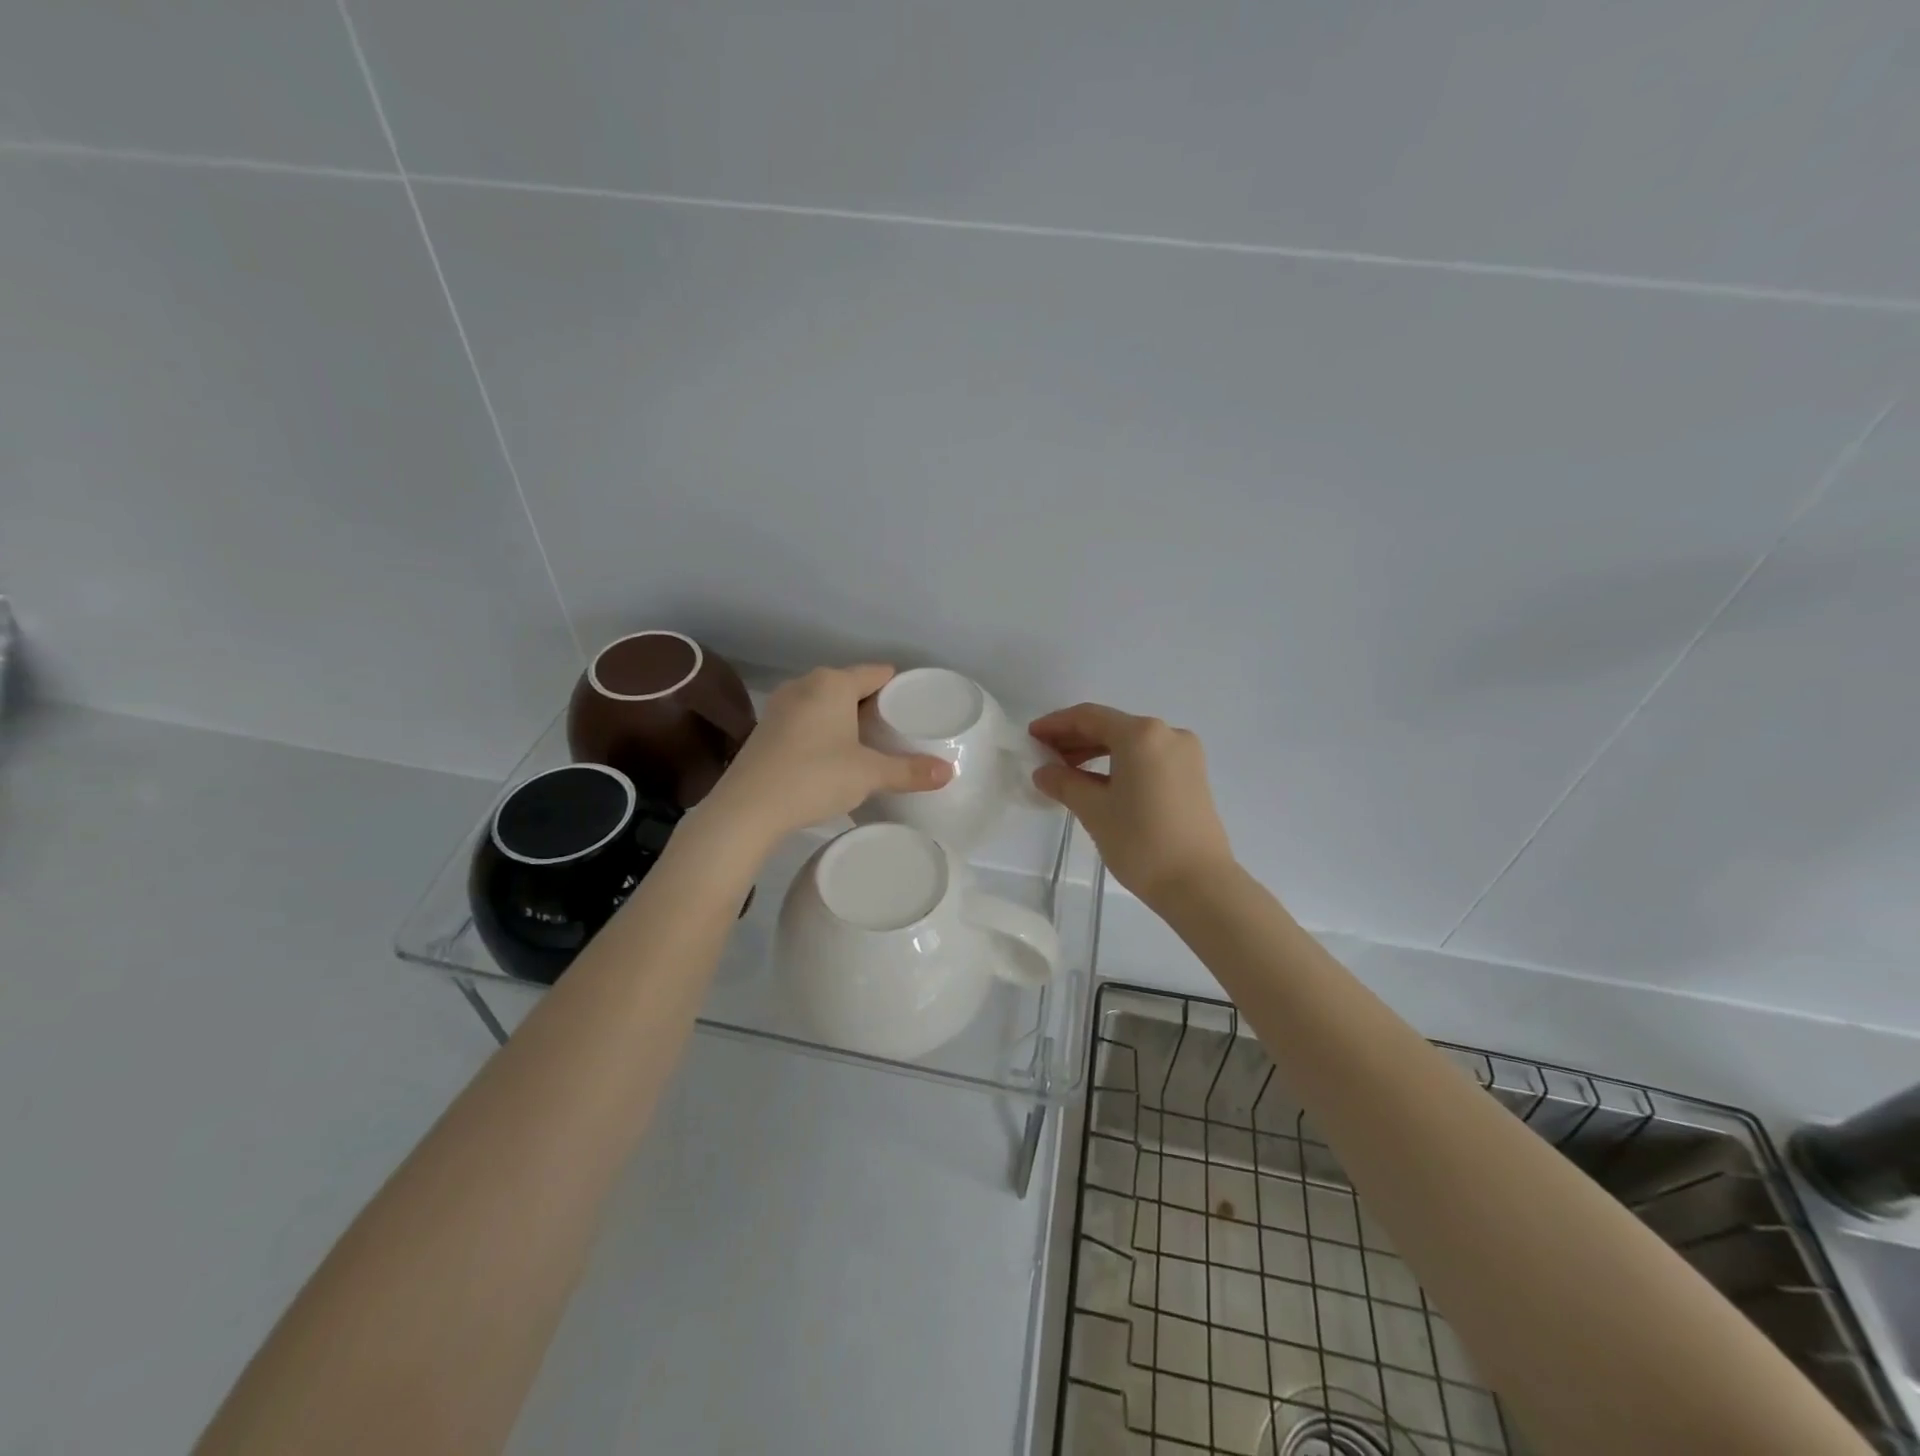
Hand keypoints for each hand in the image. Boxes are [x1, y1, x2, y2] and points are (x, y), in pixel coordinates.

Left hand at [702, 665, 952, 848]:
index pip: (877, 673)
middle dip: (873, 705)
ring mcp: (781, 705)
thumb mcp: (869, 774)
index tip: (916, 708)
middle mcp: (805, 684)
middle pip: (851, 686)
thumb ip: (909, 771)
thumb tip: (950, 772)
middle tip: (898, 731)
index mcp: (833, 683)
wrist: (747, 808)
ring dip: (846, 719)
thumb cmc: (814, 777)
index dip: (899, 688)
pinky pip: (807, 719)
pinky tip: (833, 755)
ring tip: (869, 744)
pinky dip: (824, 730)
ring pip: (826, 703)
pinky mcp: (766, 728)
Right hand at [1027, 703, 1234, 905]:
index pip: (1089, 717)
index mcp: (1141, 734)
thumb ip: (1064, 783)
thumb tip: (1044, 772)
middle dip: (1075, 738)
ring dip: (1096, 752)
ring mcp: (1184, 754)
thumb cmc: (1141, 842)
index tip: (1031, 736)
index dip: (1056, 724)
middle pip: (1111, 726)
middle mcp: (1167, 733)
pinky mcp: (1192, 775)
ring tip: (1066, 771)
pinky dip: (1119, 763)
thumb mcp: (1094, 810)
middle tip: (1044, 755)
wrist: (1199, 884)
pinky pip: (1147, 757)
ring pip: (1130, 743)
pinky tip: (1097, 781)